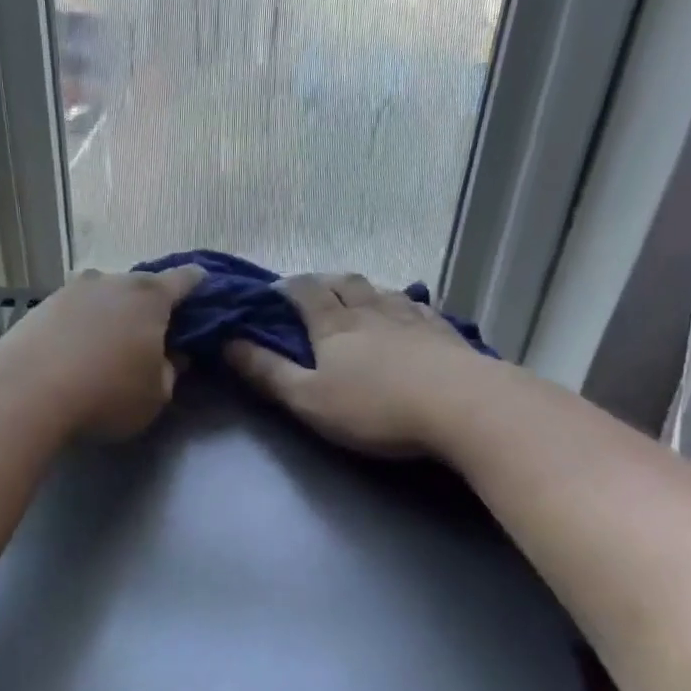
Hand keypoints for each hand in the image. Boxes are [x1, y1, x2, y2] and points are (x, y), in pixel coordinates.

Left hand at [0, 266, 204, 439]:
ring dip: (111, 315)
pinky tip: (76, 351)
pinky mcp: (39, 307)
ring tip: (109, 344)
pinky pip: (73, 312)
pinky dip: (81, 326)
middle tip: (152, 333)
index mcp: (150, 296)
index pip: (185, 279)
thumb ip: (170, 372)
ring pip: (103, 297)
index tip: (203, 291)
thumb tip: (172, 356)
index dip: (198, 285)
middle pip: (140, 286)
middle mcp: (112, 281)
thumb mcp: (156, 396)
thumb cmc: (107, 394)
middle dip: (149, 305)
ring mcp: (71, 290)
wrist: (25, 393)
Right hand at [225, 273, 486, 457]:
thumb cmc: (374, 407)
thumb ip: (267, 372)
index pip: (305, 292)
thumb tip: (228, 343)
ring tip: (356, 299)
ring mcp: (412, 318)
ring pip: (382, 291)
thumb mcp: (308, 399)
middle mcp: (371, 310)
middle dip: (325, 282)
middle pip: (345, 282)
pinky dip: (402, 304)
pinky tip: (407, 313)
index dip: (287, 288)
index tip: (274, 291)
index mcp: (334, 325)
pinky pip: (418, 307)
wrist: (462, 407)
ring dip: (363, 290)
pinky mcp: (445, 332)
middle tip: (313, 291)